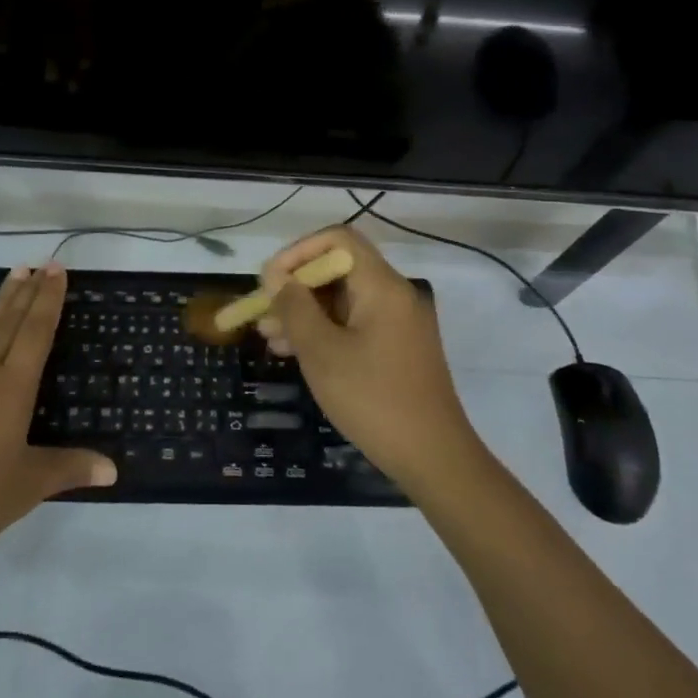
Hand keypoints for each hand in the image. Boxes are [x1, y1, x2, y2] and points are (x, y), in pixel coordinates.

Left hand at [0, 264, 114, 563]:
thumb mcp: (26, 487)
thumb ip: (69, 469)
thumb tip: (114, 469)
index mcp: (12, 390)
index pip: (36, 334)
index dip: (48, 301)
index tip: (57, 271)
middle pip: (10, 322)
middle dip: (29, 291)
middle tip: (42, 263)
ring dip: (0, 299)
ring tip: (15, 272)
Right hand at [258, 225, 478, 491]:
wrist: (434, 459)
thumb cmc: (373, 399)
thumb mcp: (322, 352)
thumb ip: (295, 307)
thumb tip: (276, 276)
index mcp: (382, 286)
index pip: (338, 239)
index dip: (298, 251)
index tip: (271, 280)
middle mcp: (394, 294)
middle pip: (338, 269)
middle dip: (296, 287)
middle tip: (263, 313)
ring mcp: (398, 322)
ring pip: (343, 300)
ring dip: (305, 312)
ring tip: (270, 337)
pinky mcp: (397, 348)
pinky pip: (354, 323)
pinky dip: (325, 331)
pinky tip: (296, 352)